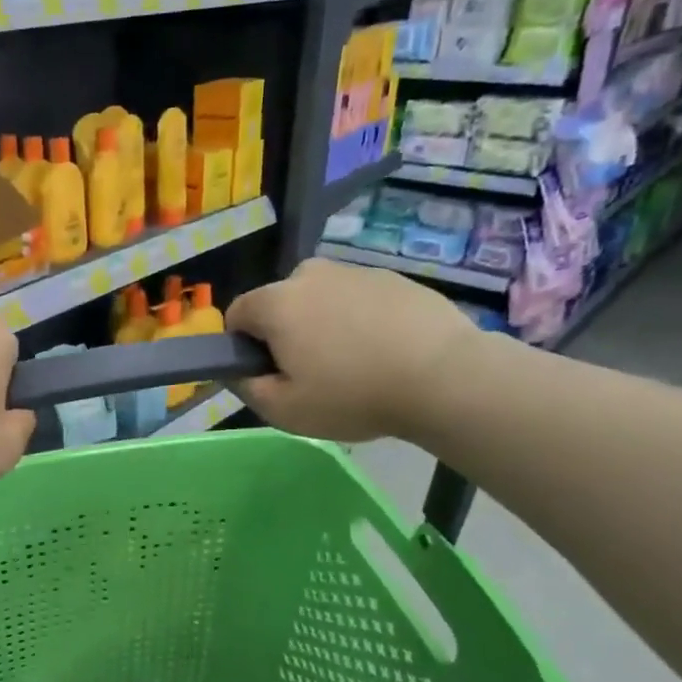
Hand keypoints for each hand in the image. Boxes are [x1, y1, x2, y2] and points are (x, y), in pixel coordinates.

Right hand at [225, 259, 477, 441]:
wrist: (444, 377)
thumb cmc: (352, 395)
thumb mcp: (283, 410)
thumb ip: (246, 387)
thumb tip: (236, 371)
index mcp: (276, 302)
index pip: (238, 314)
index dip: (243, 347)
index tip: (268, 374)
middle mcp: (310, 275)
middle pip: (280, 303)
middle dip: (285, 332)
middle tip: (312, 373)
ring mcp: (356, 271)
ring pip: (321, 300)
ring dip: (324, 325)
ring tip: (355, 365)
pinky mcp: (394, 278)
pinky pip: (359, 300)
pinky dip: (361, 321)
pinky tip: (384, 353)